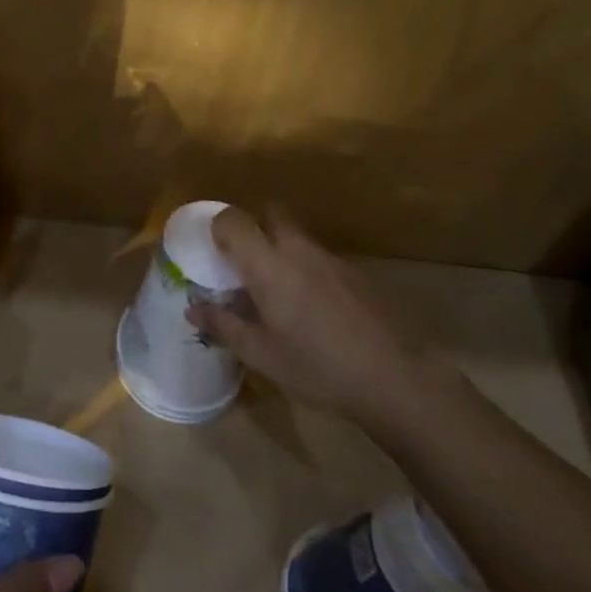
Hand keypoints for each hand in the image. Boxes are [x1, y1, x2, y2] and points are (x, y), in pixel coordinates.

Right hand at [187, 207, 436, 423]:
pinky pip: (318, 256)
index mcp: (268, 265)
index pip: (233, 220)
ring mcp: (331, 259)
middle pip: (270, 213)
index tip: (213, 252)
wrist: (397, 378)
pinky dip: (305, 268)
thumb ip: (224, 326)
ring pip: (296, 235)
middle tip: (244, 262)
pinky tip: (312, 308)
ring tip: (276, 291)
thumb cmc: (318, 367)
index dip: (218, 228)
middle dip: (253, 227)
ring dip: (280, 248)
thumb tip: (193, 310)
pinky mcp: (355, 273)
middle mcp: (298, 249)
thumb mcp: (262, 354)